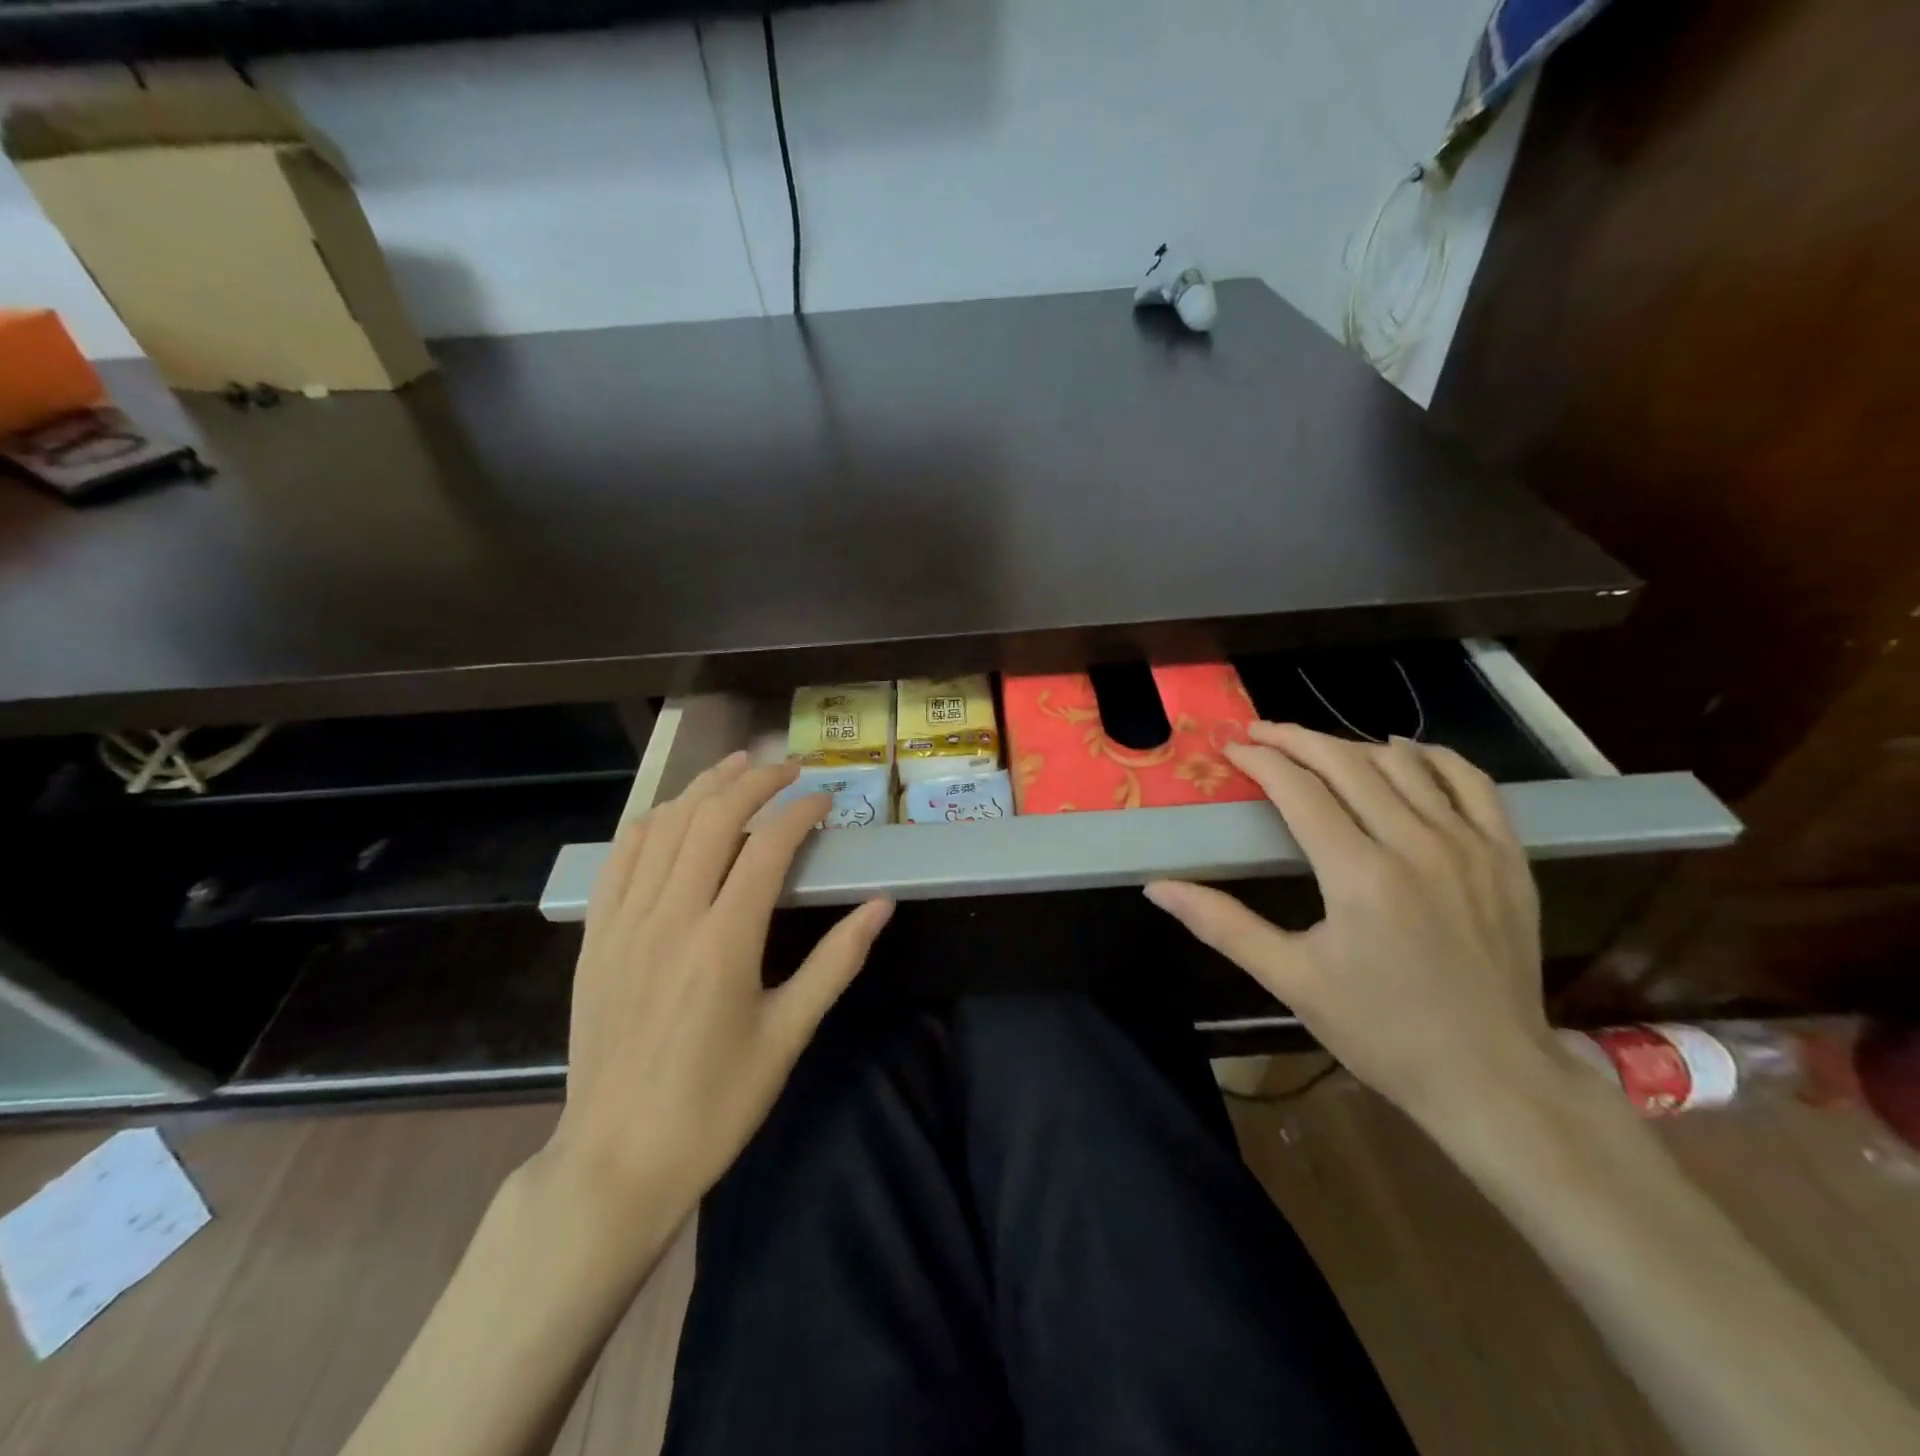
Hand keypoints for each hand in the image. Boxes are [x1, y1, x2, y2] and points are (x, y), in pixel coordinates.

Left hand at [536, 751, 892, 1224]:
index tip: (826, 801)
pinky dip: (652, 821)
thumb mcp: (788, 1035)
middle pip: (713, 818)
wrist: (618, 1160)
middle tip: (790, 769)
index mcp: (724, 942)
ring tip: (738, 766)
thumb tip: (881, 905)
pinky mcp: (596, 937)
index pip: (767, 846)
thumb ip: (837, 962)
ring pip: (664, 826)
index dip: (800, 812)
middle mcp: (671, 917)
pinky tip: (674, 811)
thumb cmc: (716, 1104)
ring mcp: (624, 923)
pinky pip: (621, 858)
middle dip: (756, 781)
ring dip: (704, 787)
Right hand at [1145, 723, 1560, 1124]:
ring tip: (1315, 749)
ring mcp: (1469, 846)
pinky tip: (1403, 754)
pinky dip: (1431, 757)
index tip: (1231, 749)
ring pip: (1404, 763)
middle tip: (1259, 733)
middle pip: (1346, 762)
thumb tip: (1157, 888)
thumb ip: (1221, 924)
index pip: (1298, 789)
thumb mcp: (1290, 979)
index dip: (1259, 760)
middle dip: (1295, 739)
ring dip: (1351, 746)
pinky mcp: (1506, 856)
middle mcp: (1416, 844)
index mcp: (1359, 874)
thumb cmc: (1380, 1030)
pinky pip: (1471, 782)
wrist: (1492, 1078)